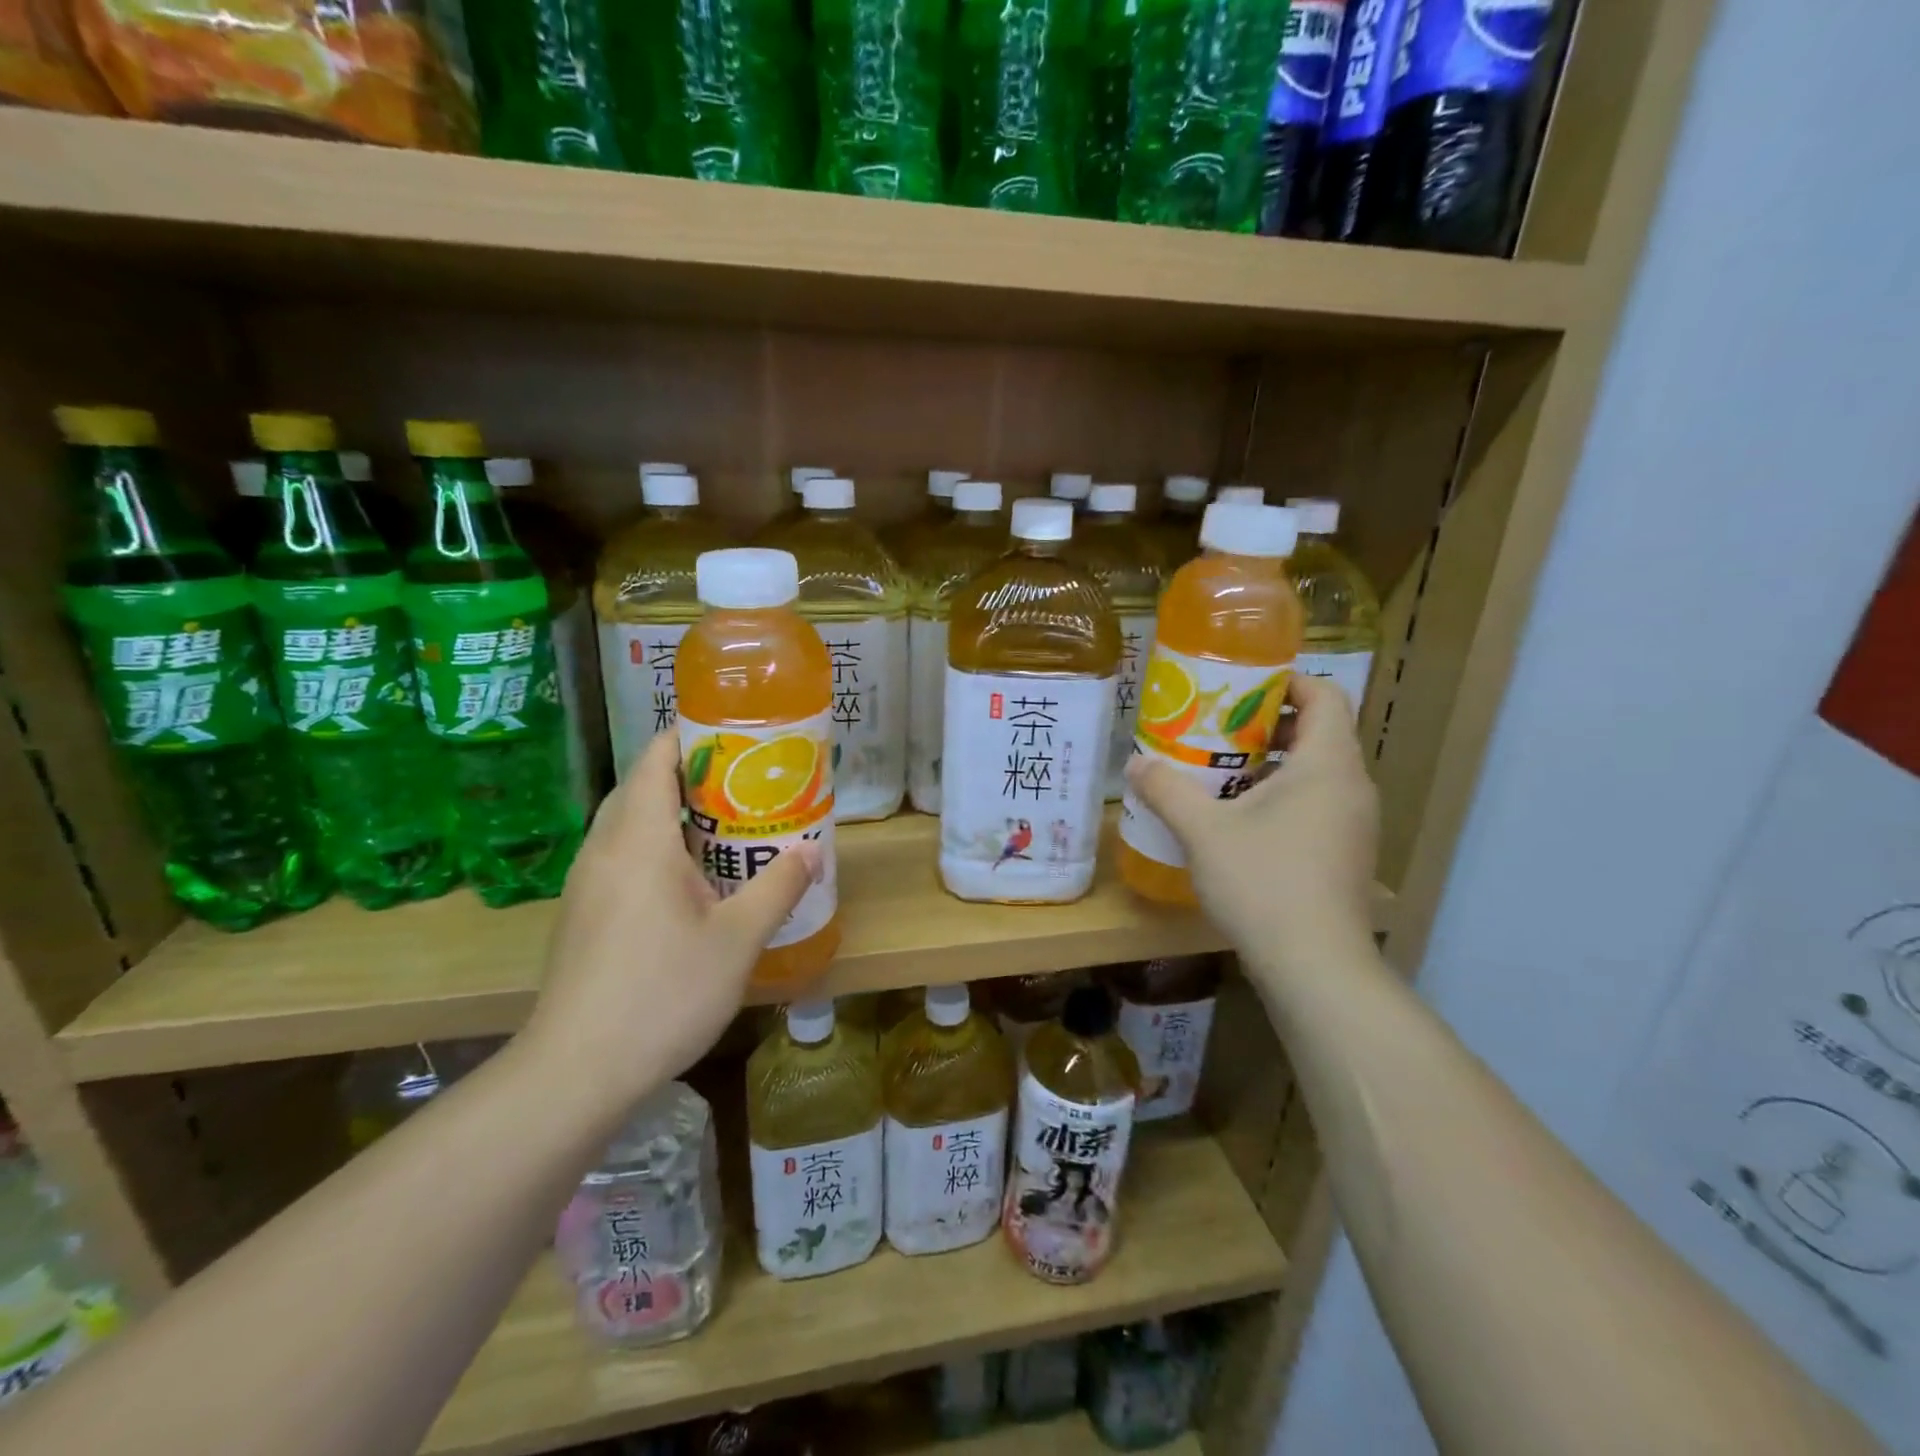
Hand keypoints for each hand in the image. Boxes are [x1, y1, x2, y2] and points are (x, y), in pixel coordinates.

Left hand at [522, 732, 820, 1109]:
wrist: (575, 1073)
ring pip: (629, 824)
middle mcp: (603, 850)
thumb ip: (778, 887)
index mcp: (638, 840)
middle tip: (746, 784)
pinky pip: (621, 857)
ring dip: (674, 814)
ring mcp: (587, 884)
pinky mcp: (582, 914)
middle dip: (691, 775)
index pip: (656, 758)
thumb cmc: (662, 993)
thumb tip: (811, 851)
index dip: (692, 736)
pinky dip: (657, 848)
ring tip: (727, 827)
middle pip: (642, 786)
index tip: (738, 739)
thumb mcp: (737, 939)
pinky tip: (692, 882)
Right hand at [1125, 674, 1378, 976]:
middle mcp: (1351, 786)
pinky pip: (1316, 805)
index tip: (1240, 688)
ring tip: (1218, 774)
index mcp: (1327, 764)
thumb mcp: (1203, 831)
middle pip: (1319, 732)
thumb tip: (1135, 763)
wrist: (1315, 966)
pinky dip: (1282, 798)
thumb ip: (1167, 790)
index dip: (1287, 682)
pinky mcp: (1347, 855)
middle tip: (1215, 730)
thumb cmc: (1264, 882)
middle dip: (1266, 725)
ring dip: (1271, 765)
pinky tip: (1239, 822)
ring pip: (1316, 772)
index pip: (1326, 695)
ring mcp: (1354, 824)